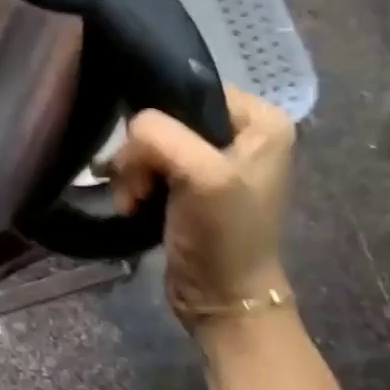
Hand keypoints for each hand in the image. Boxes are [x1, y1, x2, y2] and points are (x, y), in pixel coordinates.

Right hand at [108, 89, 295, 335]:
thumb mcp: (201, 175)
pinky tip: (133, 206)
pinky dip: (134, 185)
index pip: (190, 91)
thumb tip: (129, 130)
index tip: (153, 159)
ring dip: (133, 173)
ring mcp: (213, 160)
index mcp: (260, 119)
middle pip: (165, 119)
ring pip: (150, 144)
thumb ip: (160, 135)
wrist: (221, 298)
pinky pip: (148, 165)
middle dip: (142, 154)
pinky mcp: (189, 185)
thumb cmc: (223, 234)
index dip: (162, 121)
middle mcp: (240, 133)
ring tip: (134, 201)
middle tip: (142, 186)